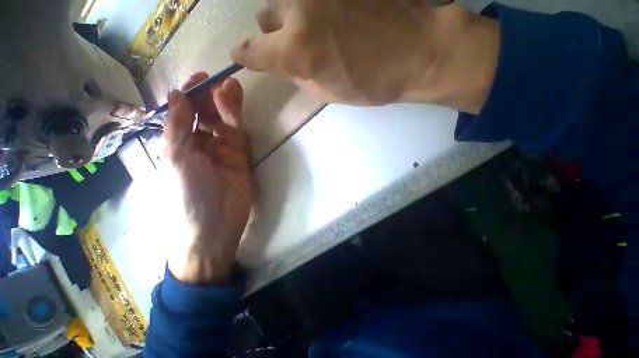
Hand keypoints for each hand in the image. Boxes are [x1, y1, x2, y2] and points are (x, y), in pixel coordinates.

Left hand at [164, 72, 251, 283]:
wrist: (216, 225)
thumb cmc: (188, 195)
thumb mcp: (176, 158)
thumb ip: (178, 127)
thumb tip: (178, 94)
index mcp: (179, 144)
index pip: (185, 113)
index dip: (191, 95)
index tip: (200, 78)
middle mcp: (200, 145)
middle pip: (206, 115)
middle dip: (211, 97)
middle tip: (220, 81)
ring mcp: (222, 151)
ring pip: (224, 122)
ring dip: (226, 105)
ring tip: (231, 87)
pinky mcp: (240, 158)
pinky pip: (237, 135)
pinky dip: (236, 119)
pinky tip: (235, 105)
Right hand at [231, 0, 498, 112]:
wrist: (417, 50)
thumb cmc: (371, 83)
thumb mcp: (328, 92)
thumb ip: (299, 76)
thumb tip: (281, 65)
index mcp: (296, 50)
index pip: (252, 51)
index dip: (244, 55)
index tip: (242, 57)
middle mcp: (297, 9)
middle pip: (265, 18)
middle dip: (273, 35)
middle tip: (292, 48)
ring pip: (285, 1)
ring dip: (290, 18)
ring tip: (314, 32)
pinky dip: (311, 8)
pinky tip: (331, 18)